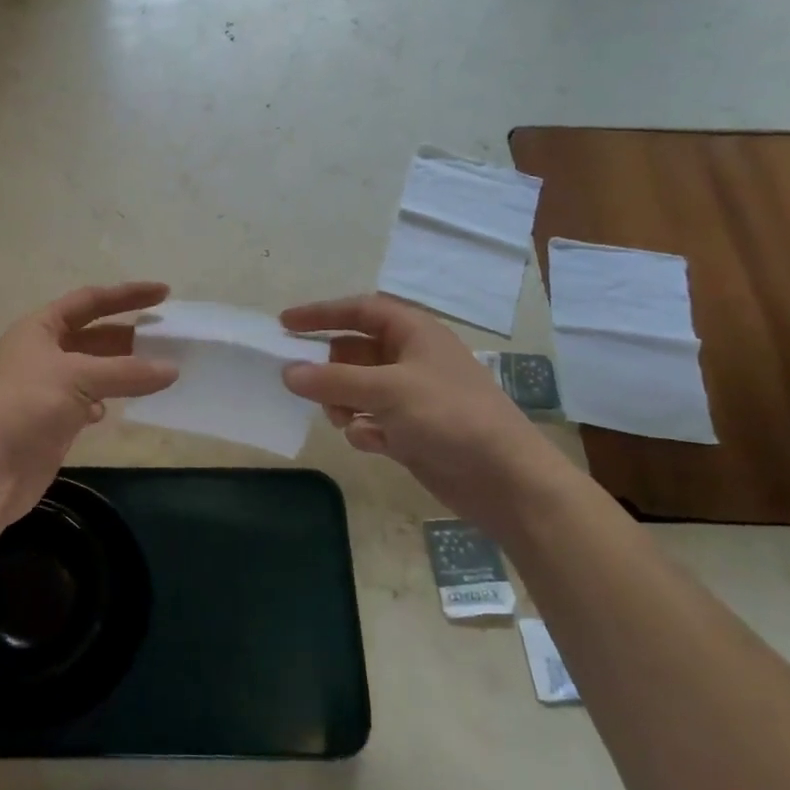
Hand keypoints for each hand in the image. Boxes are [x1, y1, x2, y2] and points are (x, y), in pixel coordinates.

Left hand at [0, 283, 178, 526]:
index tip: (165, 293)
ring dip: (122, 369)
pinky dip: (106, 400)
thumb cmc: (27, 406)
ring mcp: (47, 387)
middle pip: (94, 335)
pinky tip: (118, 407)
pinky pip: (88, 400)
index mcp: (40, 328)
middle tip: (169, 338)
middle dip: (129, 335)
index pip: (89, 301)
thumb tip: (172, 369)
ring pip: (94, 370)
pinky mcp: (53, 420)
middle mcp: (42, 352)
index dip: (126, 295)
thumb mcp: (78, 378)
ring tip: (159, 370)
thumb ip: (127, 372)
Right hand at [279, 294, 557, 517]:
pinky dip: (364, 429)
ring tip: (342, 418)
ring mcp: (412, 397)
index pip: (360, 311)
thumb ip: (333, 380)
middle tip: (301, 382)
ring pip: (359, 389)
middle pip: (355, 351)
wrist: (504, 478)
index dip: (322, 314)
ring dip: (343, 402)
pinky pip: (371, 420)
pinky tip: (372, 442)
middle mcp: (412, 359)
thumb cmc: (449, 417)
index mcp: (415, 333)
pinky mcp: (411, 431)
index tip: (284, 325)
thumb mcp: (387, 390)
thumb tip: (287, 372)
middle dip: (330, 368)